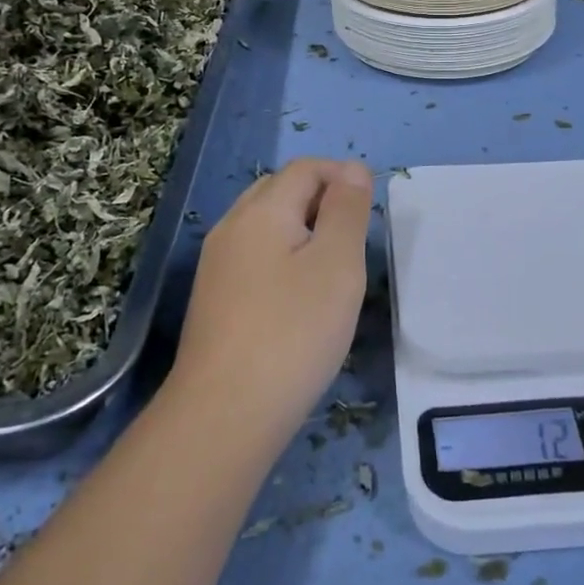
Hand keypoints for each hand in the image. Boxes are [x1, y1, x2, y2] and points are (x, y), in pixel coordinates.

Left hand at [170, 157, 374, 445]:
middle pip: (279, 191)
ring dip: (301, 230)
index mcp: (262, 211)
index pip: (304, 169)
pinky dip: (281, 258)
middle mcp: (231, 227)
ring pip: (264, 225)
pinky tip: (297, 298)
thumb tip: (352, 169)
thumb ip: (347, 209)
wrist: (223, 415)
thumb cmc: (293, 331)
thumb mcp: (337, 263)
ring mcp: (215, 265)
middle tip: (353, 237)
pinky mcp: (212, 300)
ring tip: (331, 268)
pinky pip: (253, 257)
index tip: (370, 208)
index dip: (341, 175)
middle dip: (320, 199)